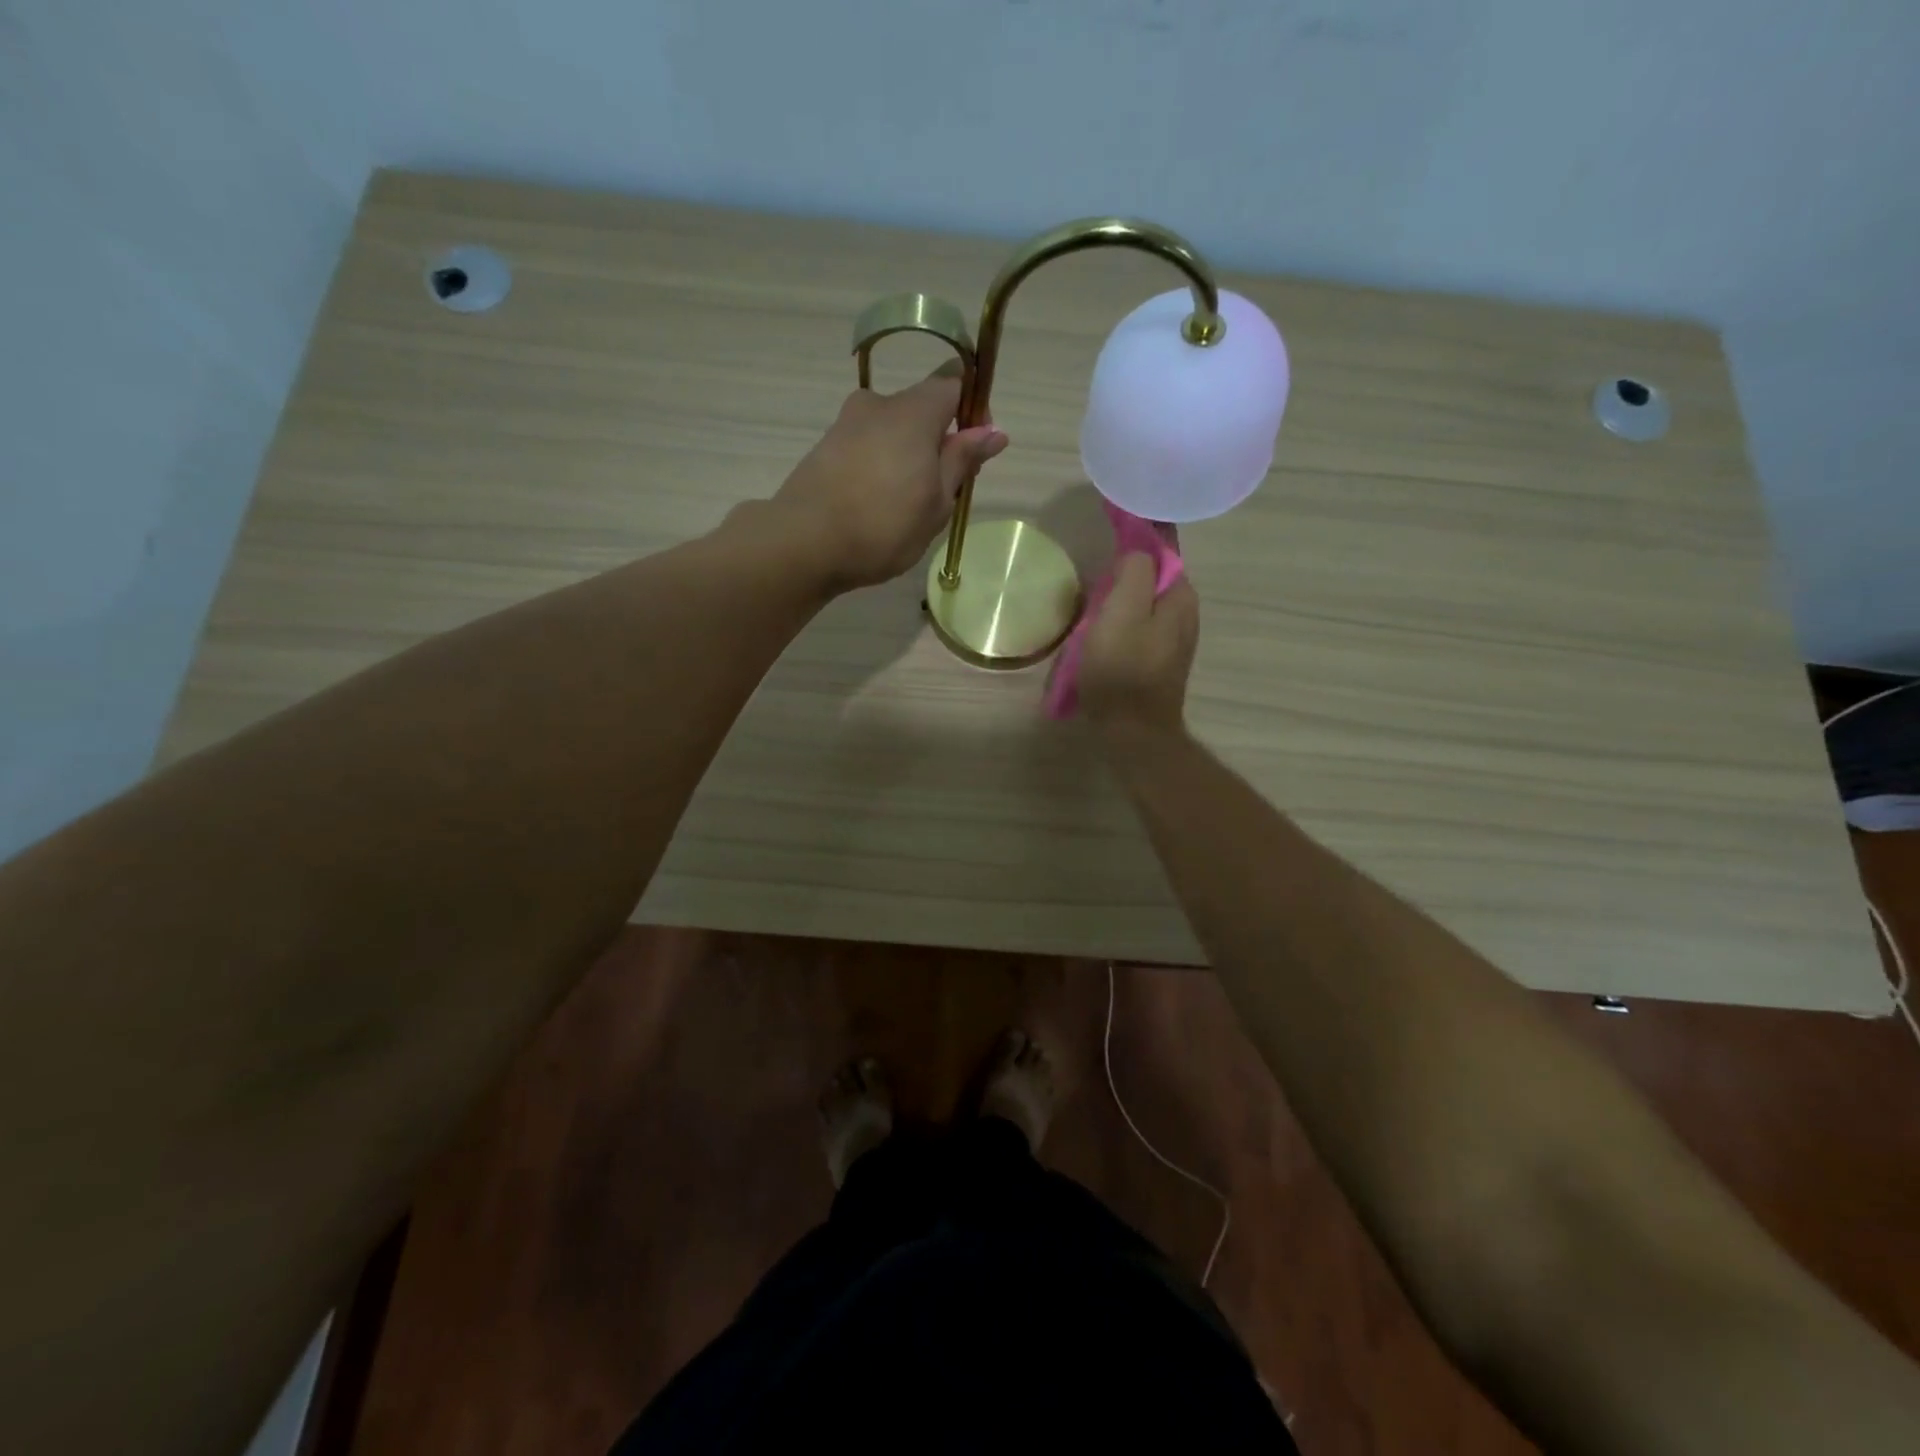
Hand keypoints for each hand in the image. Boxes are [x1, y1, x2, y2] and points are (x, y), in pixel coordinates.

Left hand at [773, 363, 1008, 591]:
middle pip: (921, 408)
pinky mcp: (824, 448)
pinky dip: (880, 467)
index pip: (953, 380)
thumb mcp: (937, 501)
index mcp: (914, 411)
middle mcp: (878, 404)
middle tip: (944, 490)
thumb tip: (993, 431)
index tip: (975, 448)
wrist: (803, 544)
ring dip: (908, 457)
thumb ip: (962, 460)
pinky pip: (867, 447)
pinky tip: (877, 507)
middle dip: (939, 440)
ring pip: (892, 430)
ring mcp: (846, 424)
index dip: (972, 408)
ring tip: (907, 507)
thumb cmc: (884, 526)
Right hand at [1078, 552, 1198, 734]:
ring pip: (1141, 606)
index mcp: (1180, 597)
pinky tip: (1097, 639)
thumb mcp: (1122, 611)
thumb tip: (1137, 552)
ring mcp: (1172, 642)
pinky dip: (1118, 627)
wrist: (1132, 733)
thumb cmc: (1122, 670)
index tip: (1112, 532)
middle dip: (1124, 576)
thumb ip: (1133, 573)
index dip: (1139, 537)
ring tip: (1090, 612)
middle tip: (1093, 584)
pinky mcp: (1157, 663)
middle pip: (1151, 579)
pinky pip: (1136, 630)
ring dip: (1117, 604)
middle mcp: (1184, 615)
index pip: (1164, 550)